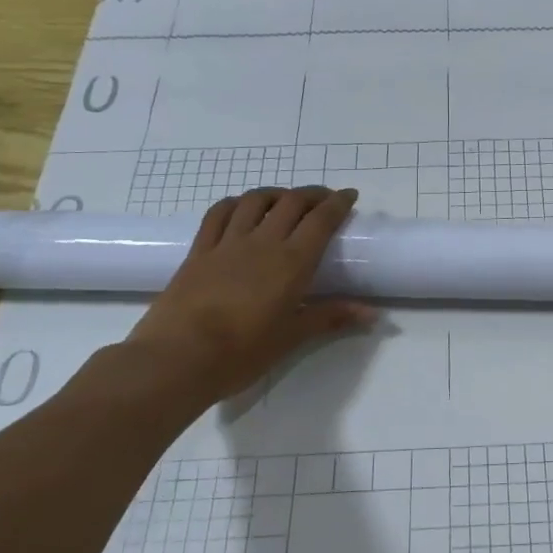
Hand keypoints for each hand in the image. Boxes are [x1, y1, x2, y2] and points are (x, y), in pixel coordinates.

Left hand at [118, 186, 373, 418]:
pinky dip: (235, 203)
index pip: (321, 220)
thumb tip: (373, 314)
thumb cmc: (243, 352)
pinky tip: (241, 207)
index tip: (349, 195)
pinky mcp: (199, 251)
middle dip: (312, 194)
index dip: (338, 203)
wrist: (178, 358)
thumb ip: (331, 317)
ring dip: (275, 193)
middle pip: (291, 202)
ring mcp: (227, 243)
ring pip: (254, 201)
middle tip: (324, 199)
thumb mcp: (292, 336)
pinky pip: (218, 214)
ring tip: (285, 200)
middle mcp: (262, 242)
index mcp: (291, 262)